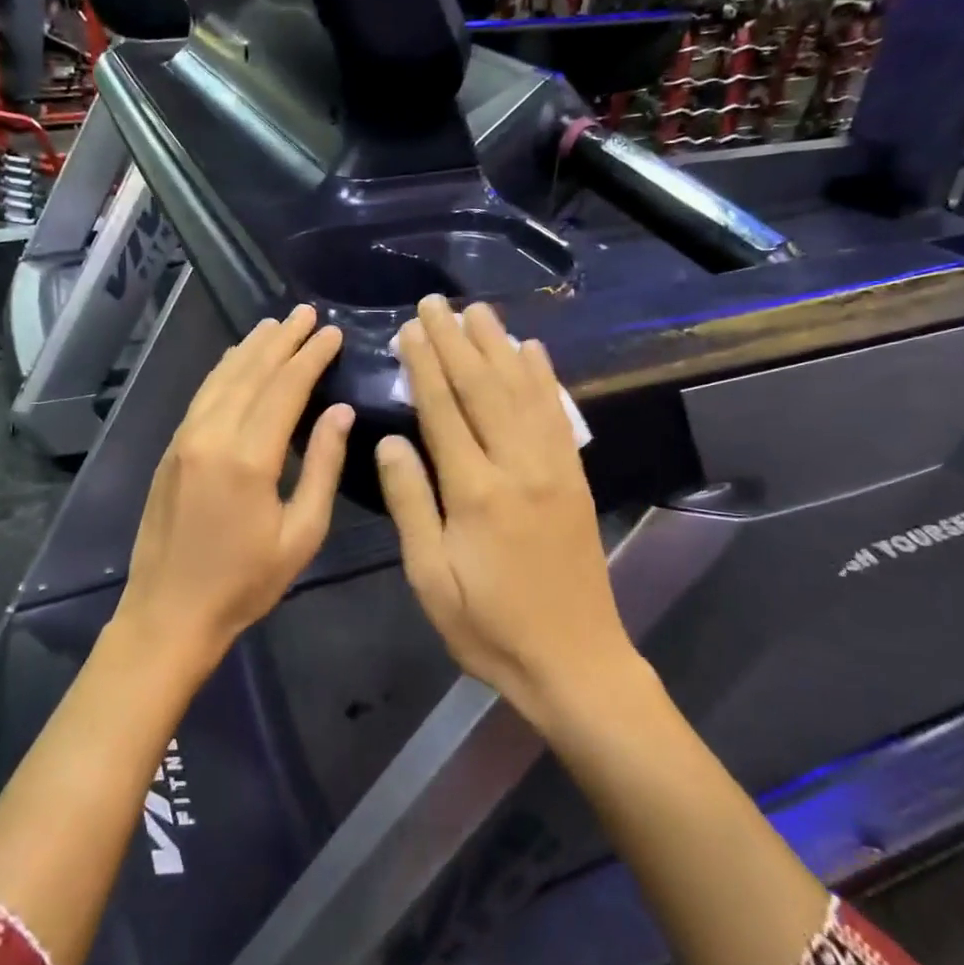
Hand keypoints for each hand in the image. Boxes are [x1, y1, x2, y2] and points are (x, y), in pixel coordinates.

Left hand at [113, 304, 353, 678]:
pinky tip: (236, 361)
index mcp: (248, 457)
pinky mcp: (171, 449)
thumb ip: (322, 467)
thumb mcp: (301, 534)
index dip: (311, 357)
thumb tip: (339, 412)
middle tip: (306, 313)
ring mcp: (184, 439)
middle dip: (282, 340)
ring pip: (221, 378)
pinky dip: (224, 371)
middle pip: (251, 373)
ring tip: (275, 325)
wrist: (169, 612)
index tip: (332, 332)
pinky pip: (202, 396)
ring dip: (250, 348)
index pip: (285, 389)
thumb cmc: (245, 583)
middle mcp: (211, 435)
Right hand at [376, 296, 630, 721]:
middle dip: (456, 341)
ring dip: (499, 346)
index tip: (410, 328)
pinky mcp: (574, 478)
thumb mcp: (430, 579)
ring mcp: (553, 469)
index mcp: (475, 492)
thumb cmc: (488, 627)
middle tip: (436, 303)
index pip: (444, 411)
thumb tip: (389, 442)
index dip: (424, 365)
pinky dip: (544, 377)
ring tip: (479, 311)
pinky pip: (557, 415)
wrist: (574, 661)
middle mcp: (517, 466)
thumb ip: (411, 504)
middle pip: (484, 389)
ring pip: (523, 392)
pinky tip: (533, 351)